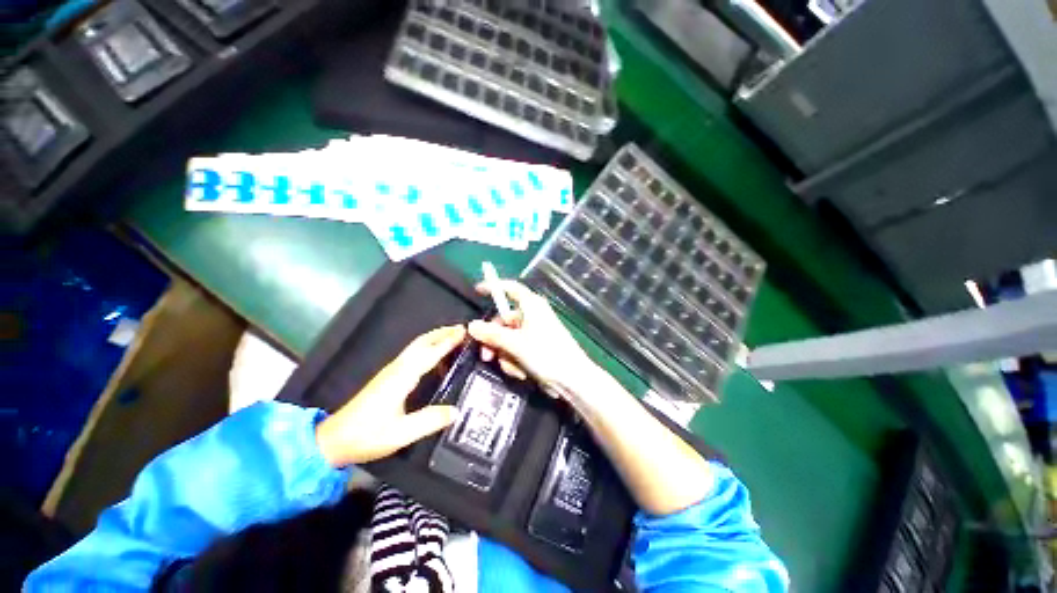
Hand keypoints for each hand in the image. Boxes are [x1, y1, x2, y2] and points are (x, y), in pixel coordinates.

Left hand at [315, 325, 465, 467]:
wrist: (333, 440)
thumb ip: (430, 421)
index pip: (430, 353)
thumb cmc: (367, 435)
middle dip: (442, 333)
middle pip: (421, 342)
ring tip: (452, 338)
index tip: (463, 331)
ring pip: (416, 346)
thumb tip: (456, 410)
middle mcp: (397, 368)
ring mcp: (391, 371)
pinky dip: (427, 348)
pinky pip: (412, 355)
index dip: (448, 341)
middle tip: (461, 329)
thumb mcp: (401, 434)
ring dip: (435, 338)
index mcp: (402, 377)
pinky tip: (434, 358)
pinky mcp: (388, 377)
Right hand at [467, 280, 598, 412]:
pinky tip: (521, 373)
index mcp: (532, 306)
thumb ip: (492, 334)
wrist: (572, 380)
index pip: (511, 289)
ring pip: (508, 338)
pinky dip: (515, 361)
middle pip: (504, 320)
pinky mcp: (537, 347)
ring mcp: (535, 332)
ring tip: (513, 369)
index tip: (478, 290)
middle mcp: (533, 315)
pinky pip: (517, 349)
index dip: (494, 287)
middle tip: (486, 356)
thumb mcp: (515, 344)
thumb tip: (471, 326)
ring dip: (506, 355)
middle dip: (494, 340)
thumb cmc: (546, 354)